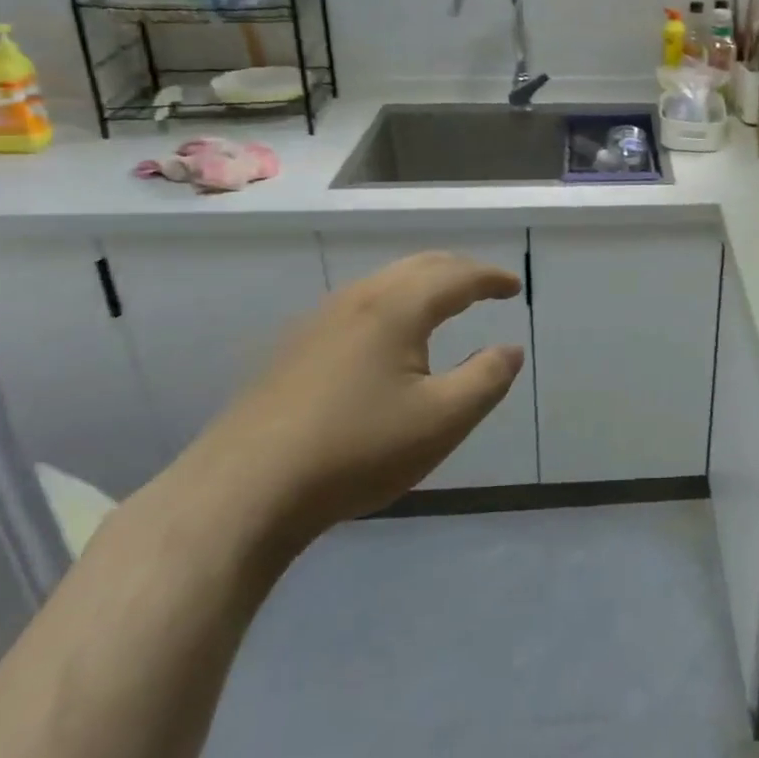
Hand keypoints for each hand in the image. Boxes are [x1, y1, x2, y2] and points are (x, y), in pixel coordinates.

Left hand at [185, 252, 524, 542]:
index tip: (514, 287)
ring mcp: (318, 322)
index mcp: (396, 308)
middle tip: (486, 286)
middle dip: (459, 271)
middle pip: (418, 267)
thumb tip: (511, 349)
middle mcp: (357, 300)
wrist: (243, 490)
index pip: (456, 276)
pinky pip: (359, 305)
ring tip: (444, 304)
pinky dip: (393, 303)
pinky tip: (387, 337)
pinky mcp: (293, 349)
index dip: (491, 278)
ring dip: (423, 284)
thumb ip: (487, 378)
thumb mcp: (442, 421)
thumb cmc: (357, 450)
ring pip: (384, 283)